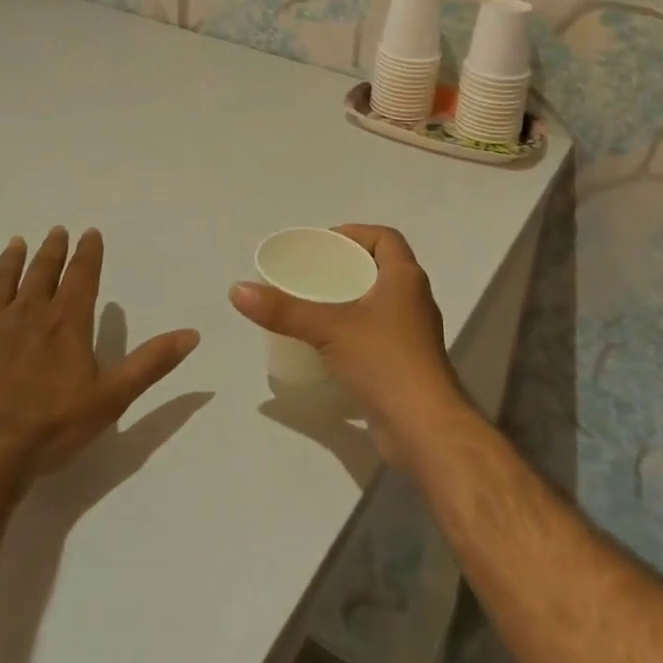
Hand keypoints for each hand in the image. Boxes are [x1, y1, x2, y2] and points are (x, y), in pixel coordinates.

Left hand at [0, 228, 200, 527]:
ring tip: (16, 243)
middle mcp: (28, 314)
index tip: (89, 232)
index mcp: (67, 322)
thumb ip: (151, 363)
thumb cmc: (50, 428)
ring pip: (1, 284)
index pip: (82, 276)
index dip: (88, 253)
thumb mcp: (112, 398)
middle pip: (42, 273)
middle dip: (52, 250)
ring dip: (10, 262)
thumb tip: (192, 333)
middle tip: (57, 231)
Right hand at [230, 225, 467, 466]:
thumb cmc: (384, 362)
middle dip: (347, 266)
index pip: (386, 238)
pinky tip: (329, 344)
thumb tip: (238, 290)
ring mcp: (413, 334)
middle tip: (311, 274)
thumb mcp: (329, 329)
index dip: (356, 234)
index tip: (324, 244)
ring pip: (380, 302)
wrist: (424, 429)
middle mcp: (414, 299)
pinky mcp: (407, 363)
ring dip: (351, 299)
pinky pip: (378, 332)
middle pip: (381, 268)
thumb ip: (284, 310)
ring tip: (314, 305)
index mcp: (406, 278)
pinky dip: (355, 329)